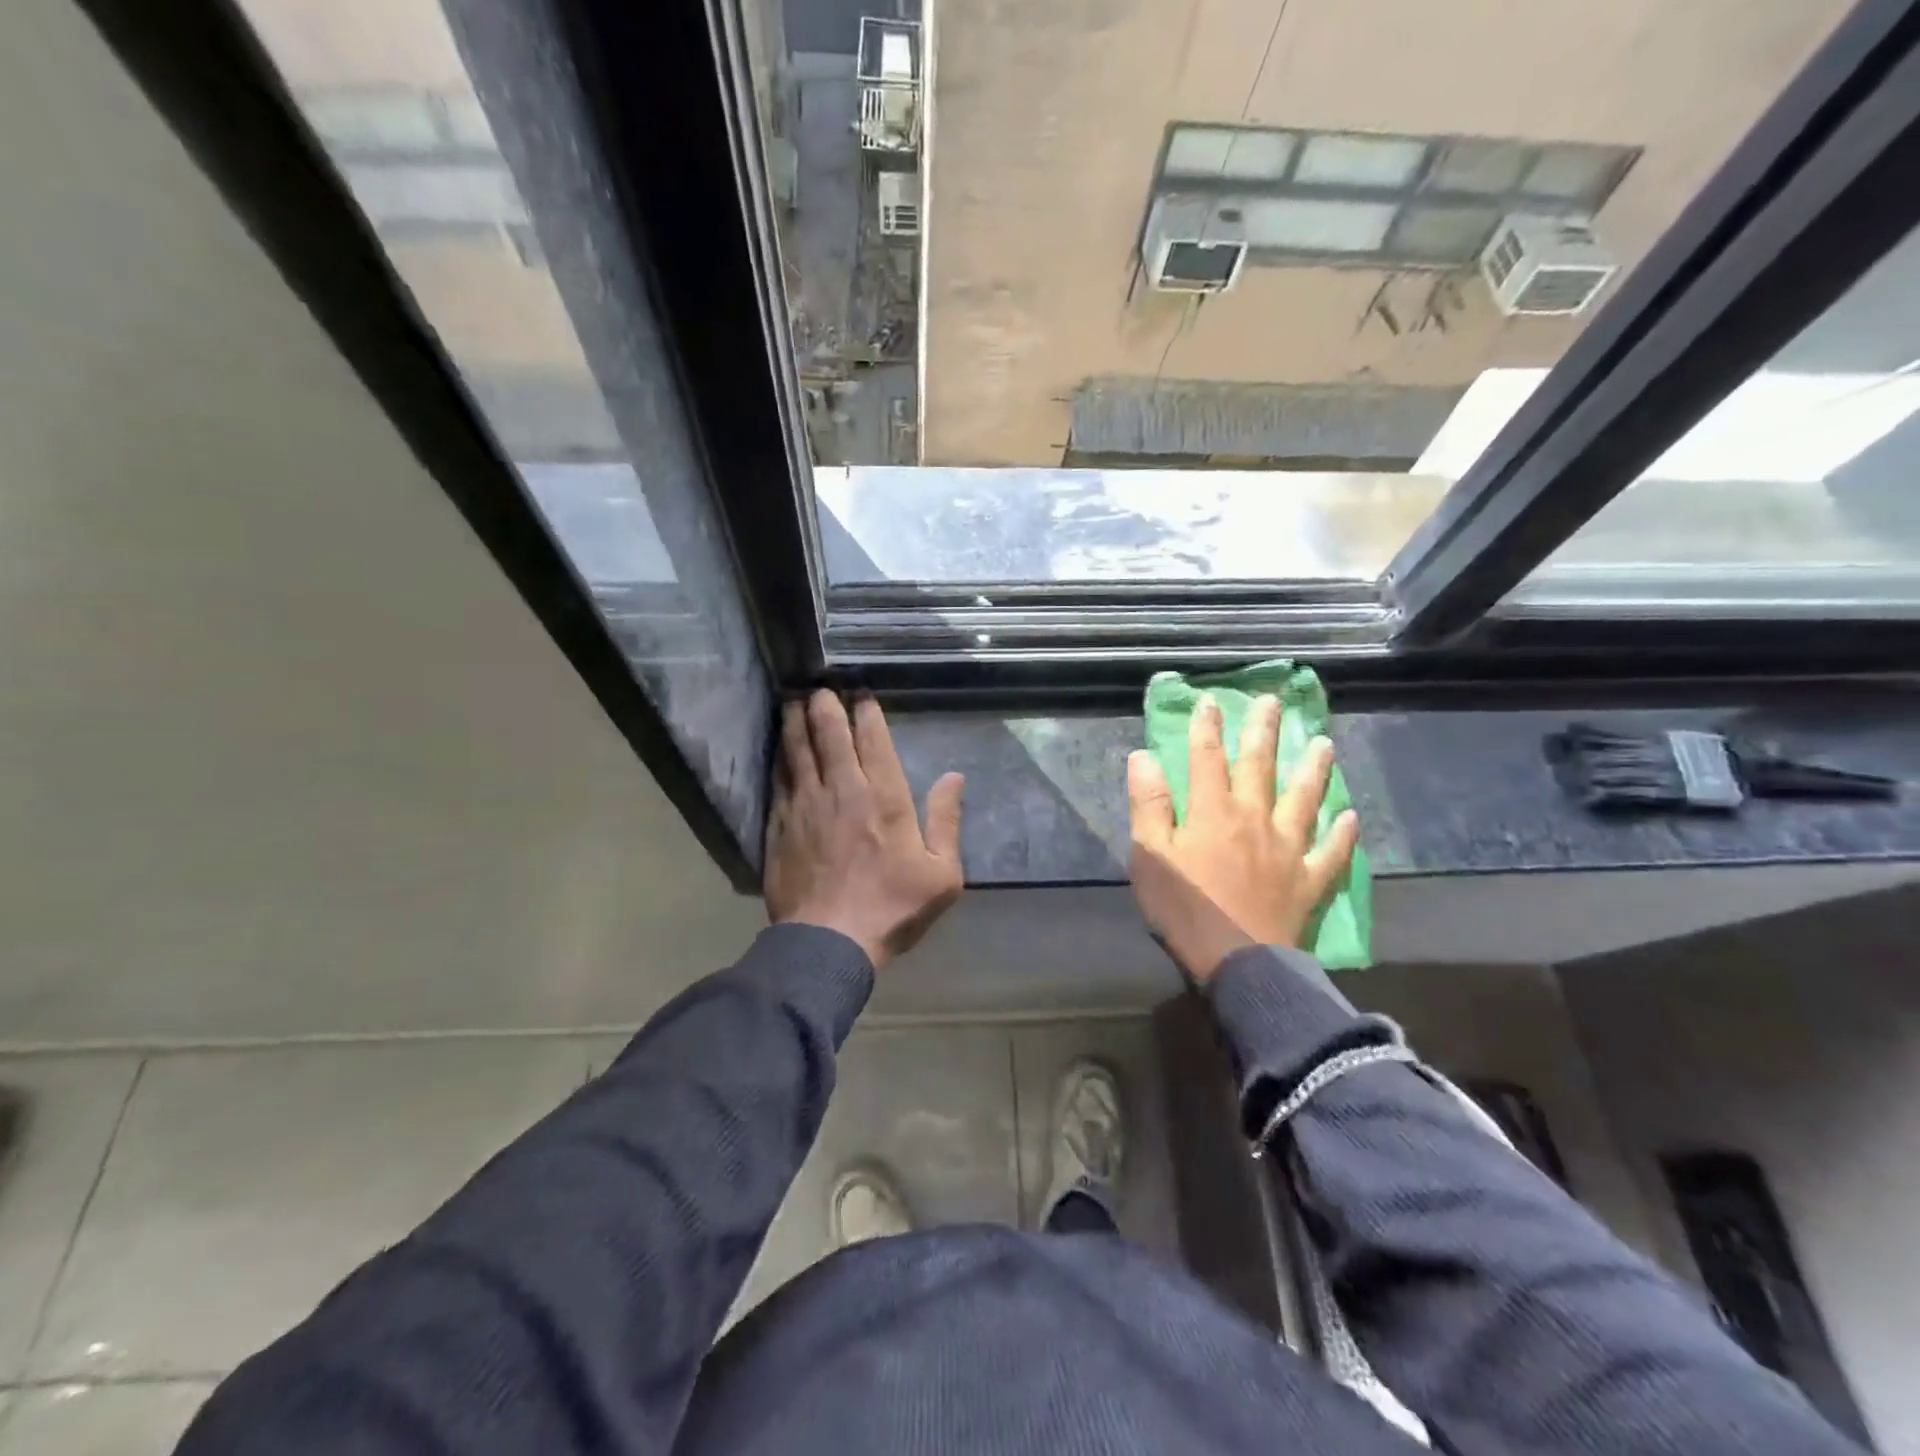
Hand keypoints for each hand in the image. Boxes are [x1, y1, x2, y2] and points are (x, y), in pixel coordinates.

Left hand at [765, 690, 964, 968]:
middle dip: (824, 706)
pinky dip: (780, 759)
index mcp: (884, 797)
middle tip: (820, 688)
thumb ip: (946, 820)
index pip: (873, 740)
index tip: (860, 694)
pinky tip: (779, 750)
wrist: (828, 941)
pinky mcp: (780, 825)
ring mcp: (805, 805)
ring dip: (796, 722)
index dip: (866, 712)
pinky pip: (779, 780)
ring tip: (793, 702)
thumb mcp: (941, 874)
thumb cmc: (892, 907)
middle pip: (828, 734)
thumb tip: (955, 777)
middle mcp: (842, 790)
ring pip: (798, 751)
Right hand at [1127, 694, 1358, 982]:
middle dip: (1263, 731)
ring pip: (1303, 799)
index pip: (1207, 758)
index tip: (1210, 701)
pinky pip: (1330, 852)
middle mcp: (1254, 818)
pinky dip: (1341, 834)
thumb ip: (1149, 804)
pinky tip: (1351, 818)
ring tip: (1323, 743)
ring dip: (1313, 769)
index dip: (1207, 727)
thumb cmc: (1185, 909)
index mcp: (1212, 811)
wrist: (1238, 962)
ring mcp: (1287, 848)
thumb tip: (1145, 757)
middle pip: (1260, 767)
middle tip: (1274, 702)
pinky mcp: (1307, 879)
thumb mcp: (1150, 856)